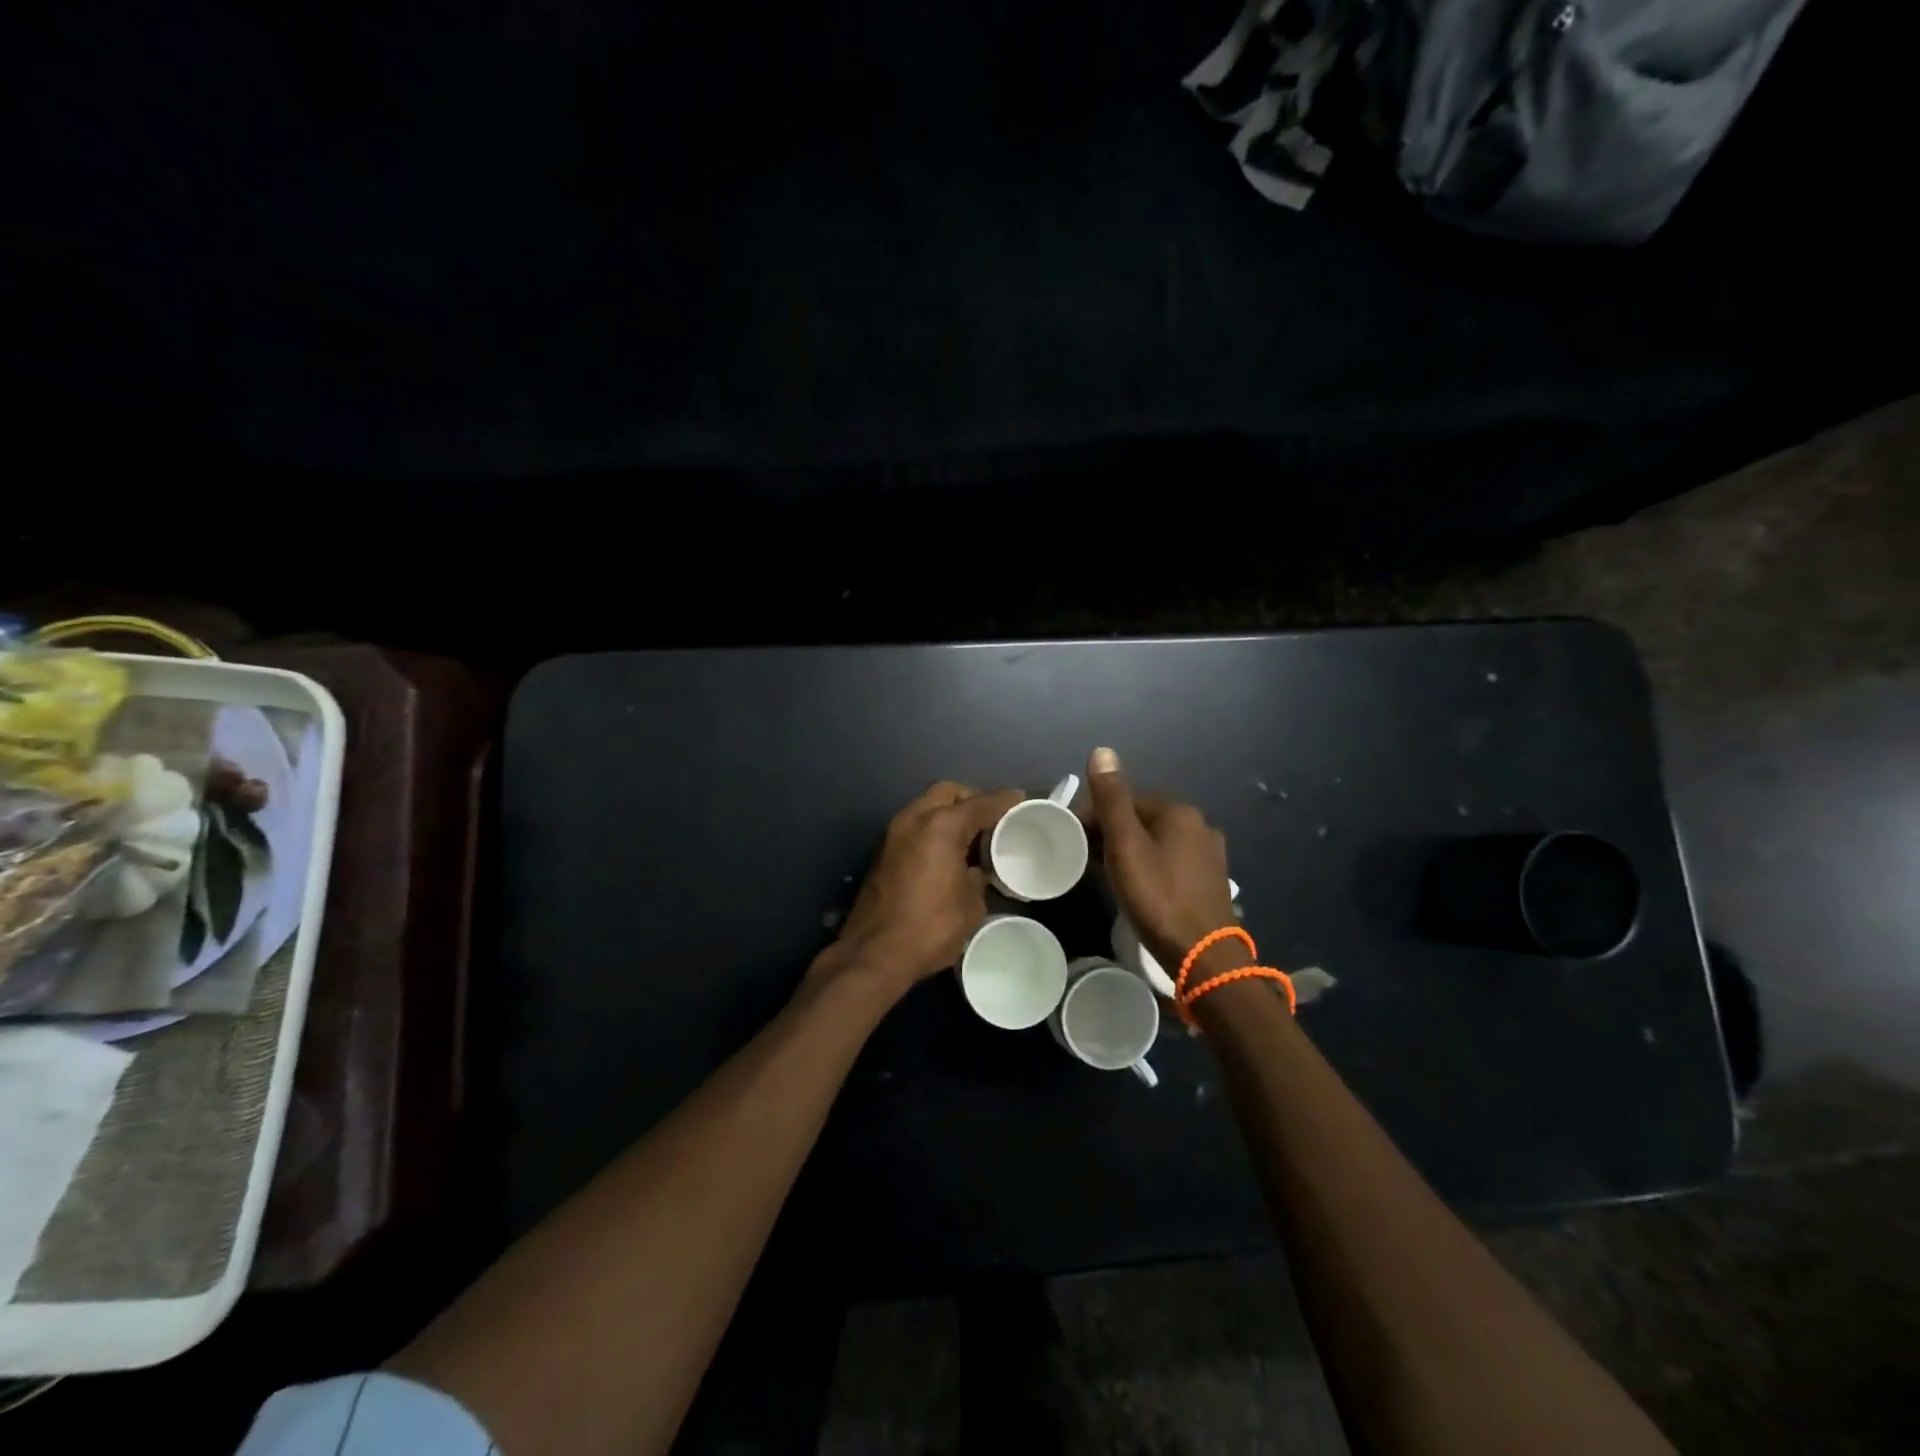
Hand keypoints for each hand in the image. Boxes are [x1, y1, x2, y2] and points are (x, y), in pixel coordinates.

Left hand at [811, 781, 1024, 998]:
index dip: (1004, 801)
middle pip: (947, 792)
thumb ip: (978, 877)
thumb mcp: (971, 904)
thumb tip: (976, 871)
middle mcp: (914, 819)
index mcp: (942, 826)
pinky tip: (946, 854)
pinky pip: (914, 826)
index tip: (1019, 800)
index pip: (980, 803)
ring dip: (948, 814)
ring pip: (926, 806)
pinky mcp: (882, 851)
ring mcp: (893, 833)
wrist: (874, 953)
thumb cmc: (931, 927)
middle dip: (971, 800)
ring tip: (970, 839)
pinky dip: (932, 830)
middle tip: (990, 821)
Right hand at [1083, 747, 1236, 973]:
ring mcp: (1209, 854)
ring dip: (1130, 850)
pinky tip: (1138, 886)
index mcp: (1179, 811)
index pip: (1126, 800)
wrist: (1203, 955)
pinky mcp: (1210, 880)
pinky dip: (1149, 866)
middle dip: (1112, 833)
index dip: (1096, 816)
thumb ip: (1112, 799)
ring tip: (1107, 874)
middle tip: (1087, 859)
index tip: (1074, 839)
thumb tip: (1102, 750)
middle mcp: (1199, 824)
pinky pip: (1170, 861)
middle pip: (1142, 819)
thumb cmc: (1158, 896)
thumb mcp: (1125, 845)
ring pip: (1156, 841)